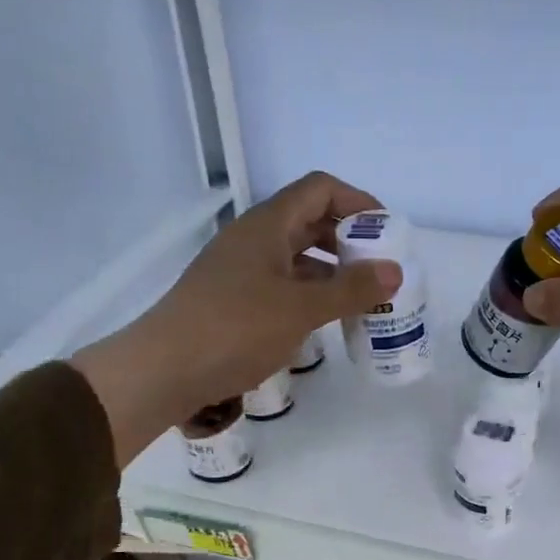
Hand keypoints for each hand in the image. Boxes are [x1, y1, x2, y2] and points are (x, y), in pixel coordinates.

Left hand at [73, 173, 400, 464]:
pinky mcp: (234, 301)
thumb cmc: (235, 329)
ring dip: (332, 271)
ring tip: (363, 298)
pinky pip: (283, 285)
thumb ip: (350, 289)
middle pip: (309, 222)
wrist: (164, 370)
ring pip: (297, 257)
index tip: (388, 231)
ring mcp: (241, 270)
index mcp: (267, 225)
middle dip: (350, 240)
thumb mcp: (301, 308)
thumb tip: (395, 271)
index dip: (358, 201)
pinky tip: (326, 320)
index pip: (320, 189)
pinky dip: (310, 295)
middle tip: (381, 268)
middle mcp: (253, 239)